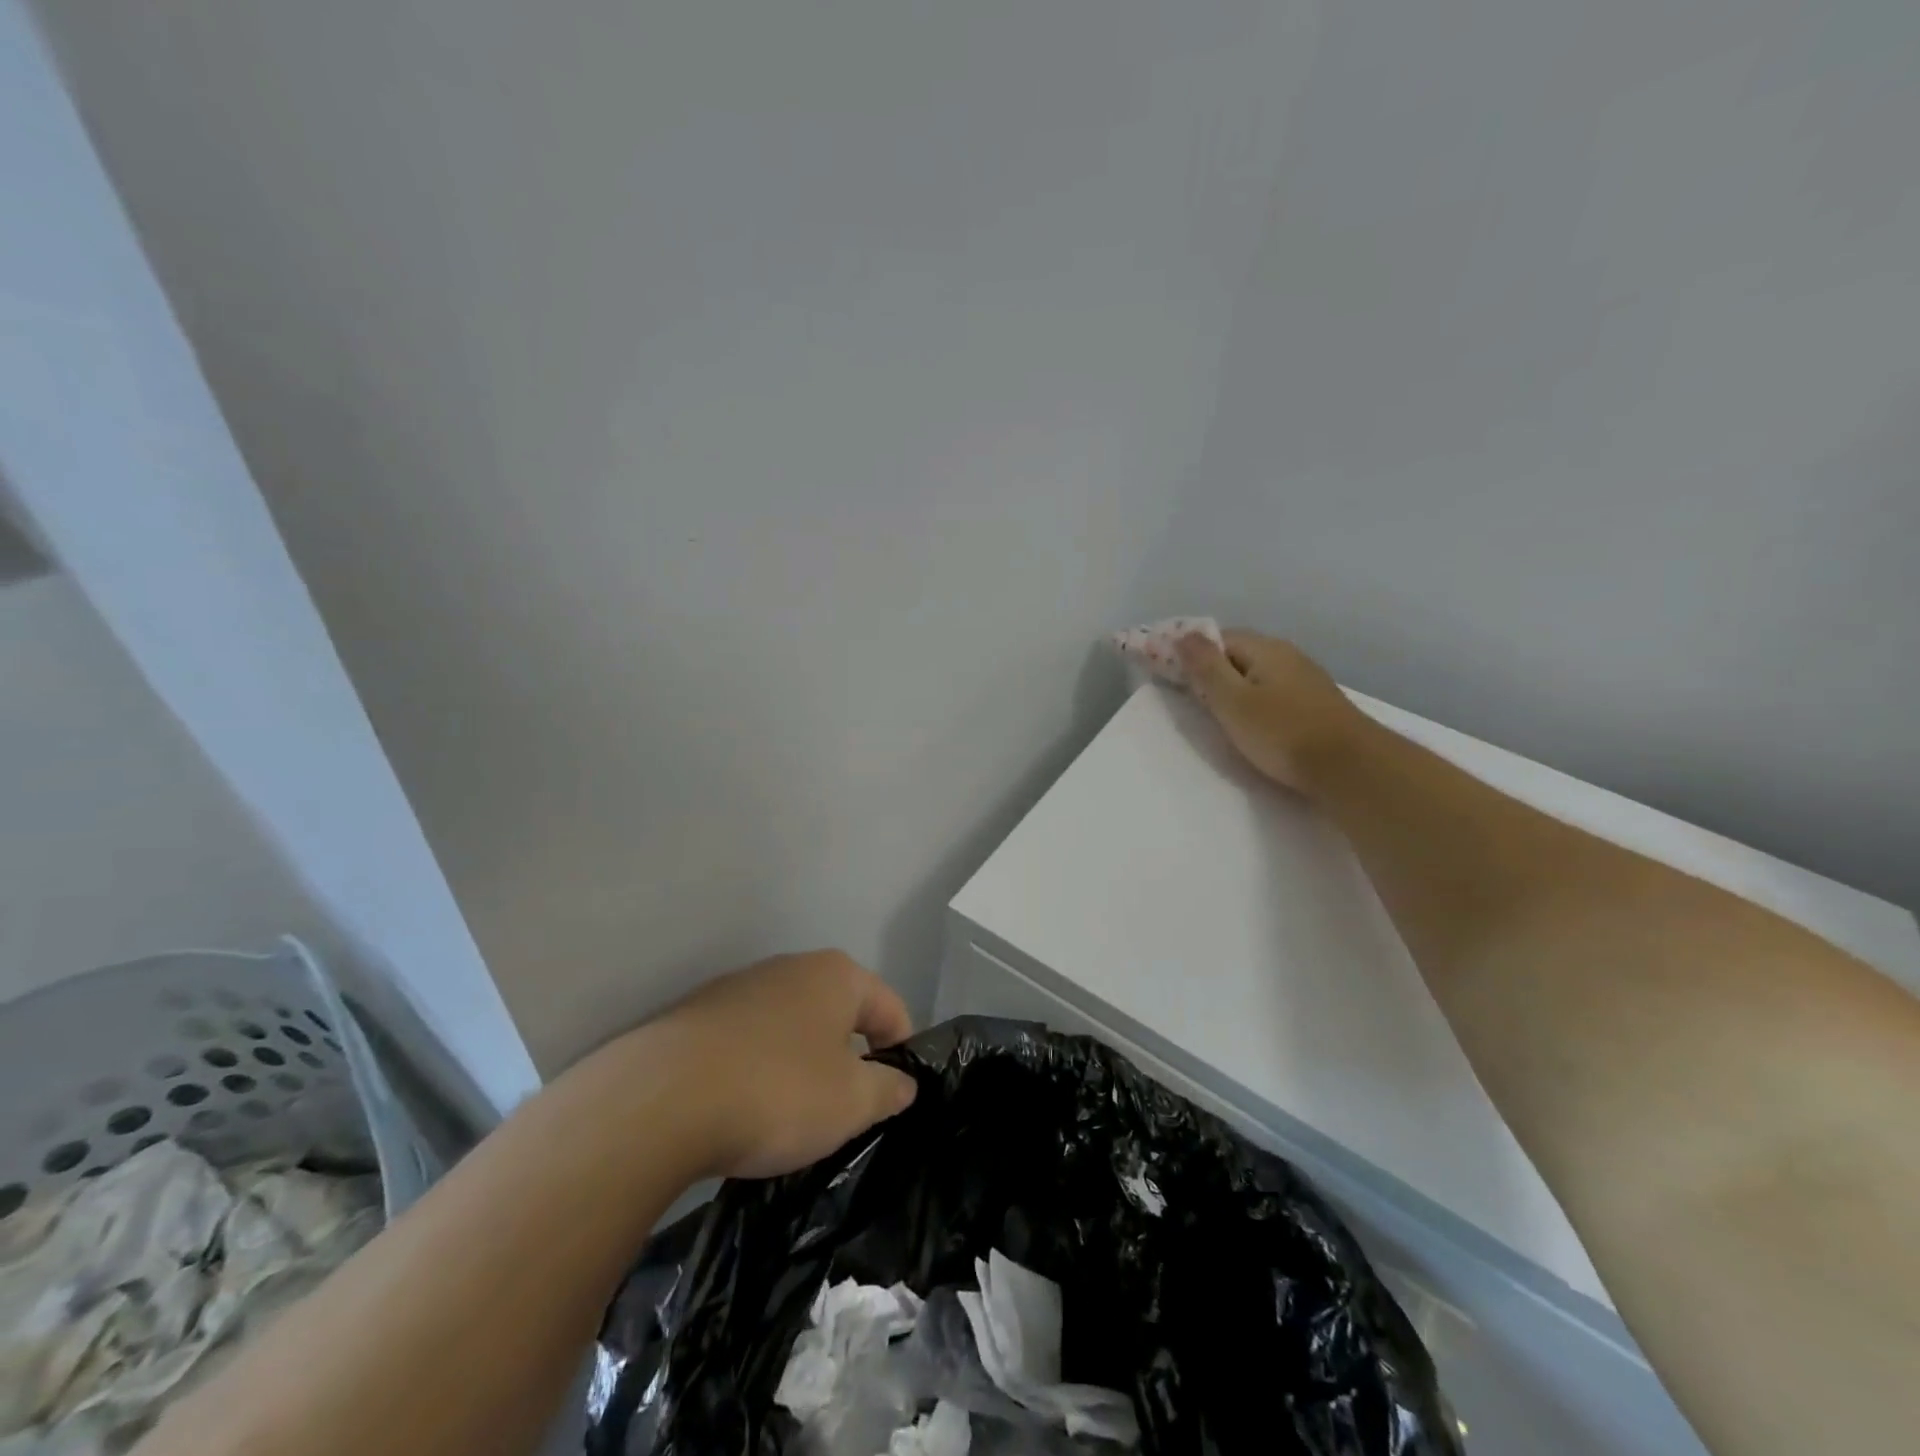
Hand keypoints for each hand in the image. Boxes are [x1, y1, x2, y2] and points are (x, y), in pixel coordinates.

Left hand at [648, 950, 918, 1179]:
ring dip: (800, 1062)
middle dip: (847, 1057)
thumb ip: (888, 1090)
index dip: (901, 1052)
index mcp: (836, 974)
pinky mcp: (697, 1014)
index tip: (892, 1097)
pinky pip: (746, 1040)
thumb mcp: (851, 1103)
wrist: (659, 1101)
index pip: (890, 1008)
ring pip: (790, 1025)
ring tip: (788, 1114)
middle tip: (843, 1110)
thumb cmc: (776, 1092)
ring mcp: (738, 986)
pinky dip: (756, 1067)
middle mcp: (790, 967)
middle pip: (838, 1012)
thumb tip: (903, 1083)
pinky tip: (740, 1107)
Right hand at [1176, 631, 1363, 796]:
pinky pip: (1273, 691)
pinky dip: (1254, 700)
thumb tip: (1184, 635)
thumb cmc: (1282, 733)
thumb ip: (1206, 667)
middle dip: (1211, 670)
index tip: (1169, 674)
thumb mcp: (1232, 701)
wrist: (1350, 767)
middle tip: (1189, 697)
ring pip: (1257, 673)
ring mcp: (1305, 678)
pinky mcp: (1315, 703)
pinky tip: (1252, 722)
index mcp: (1264, 649)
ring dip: (1233, 686)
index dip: (1190, 652)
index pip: (1217, 638)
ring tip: (1217, 713)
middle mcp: (1287, 655)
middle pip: (1238, 654)